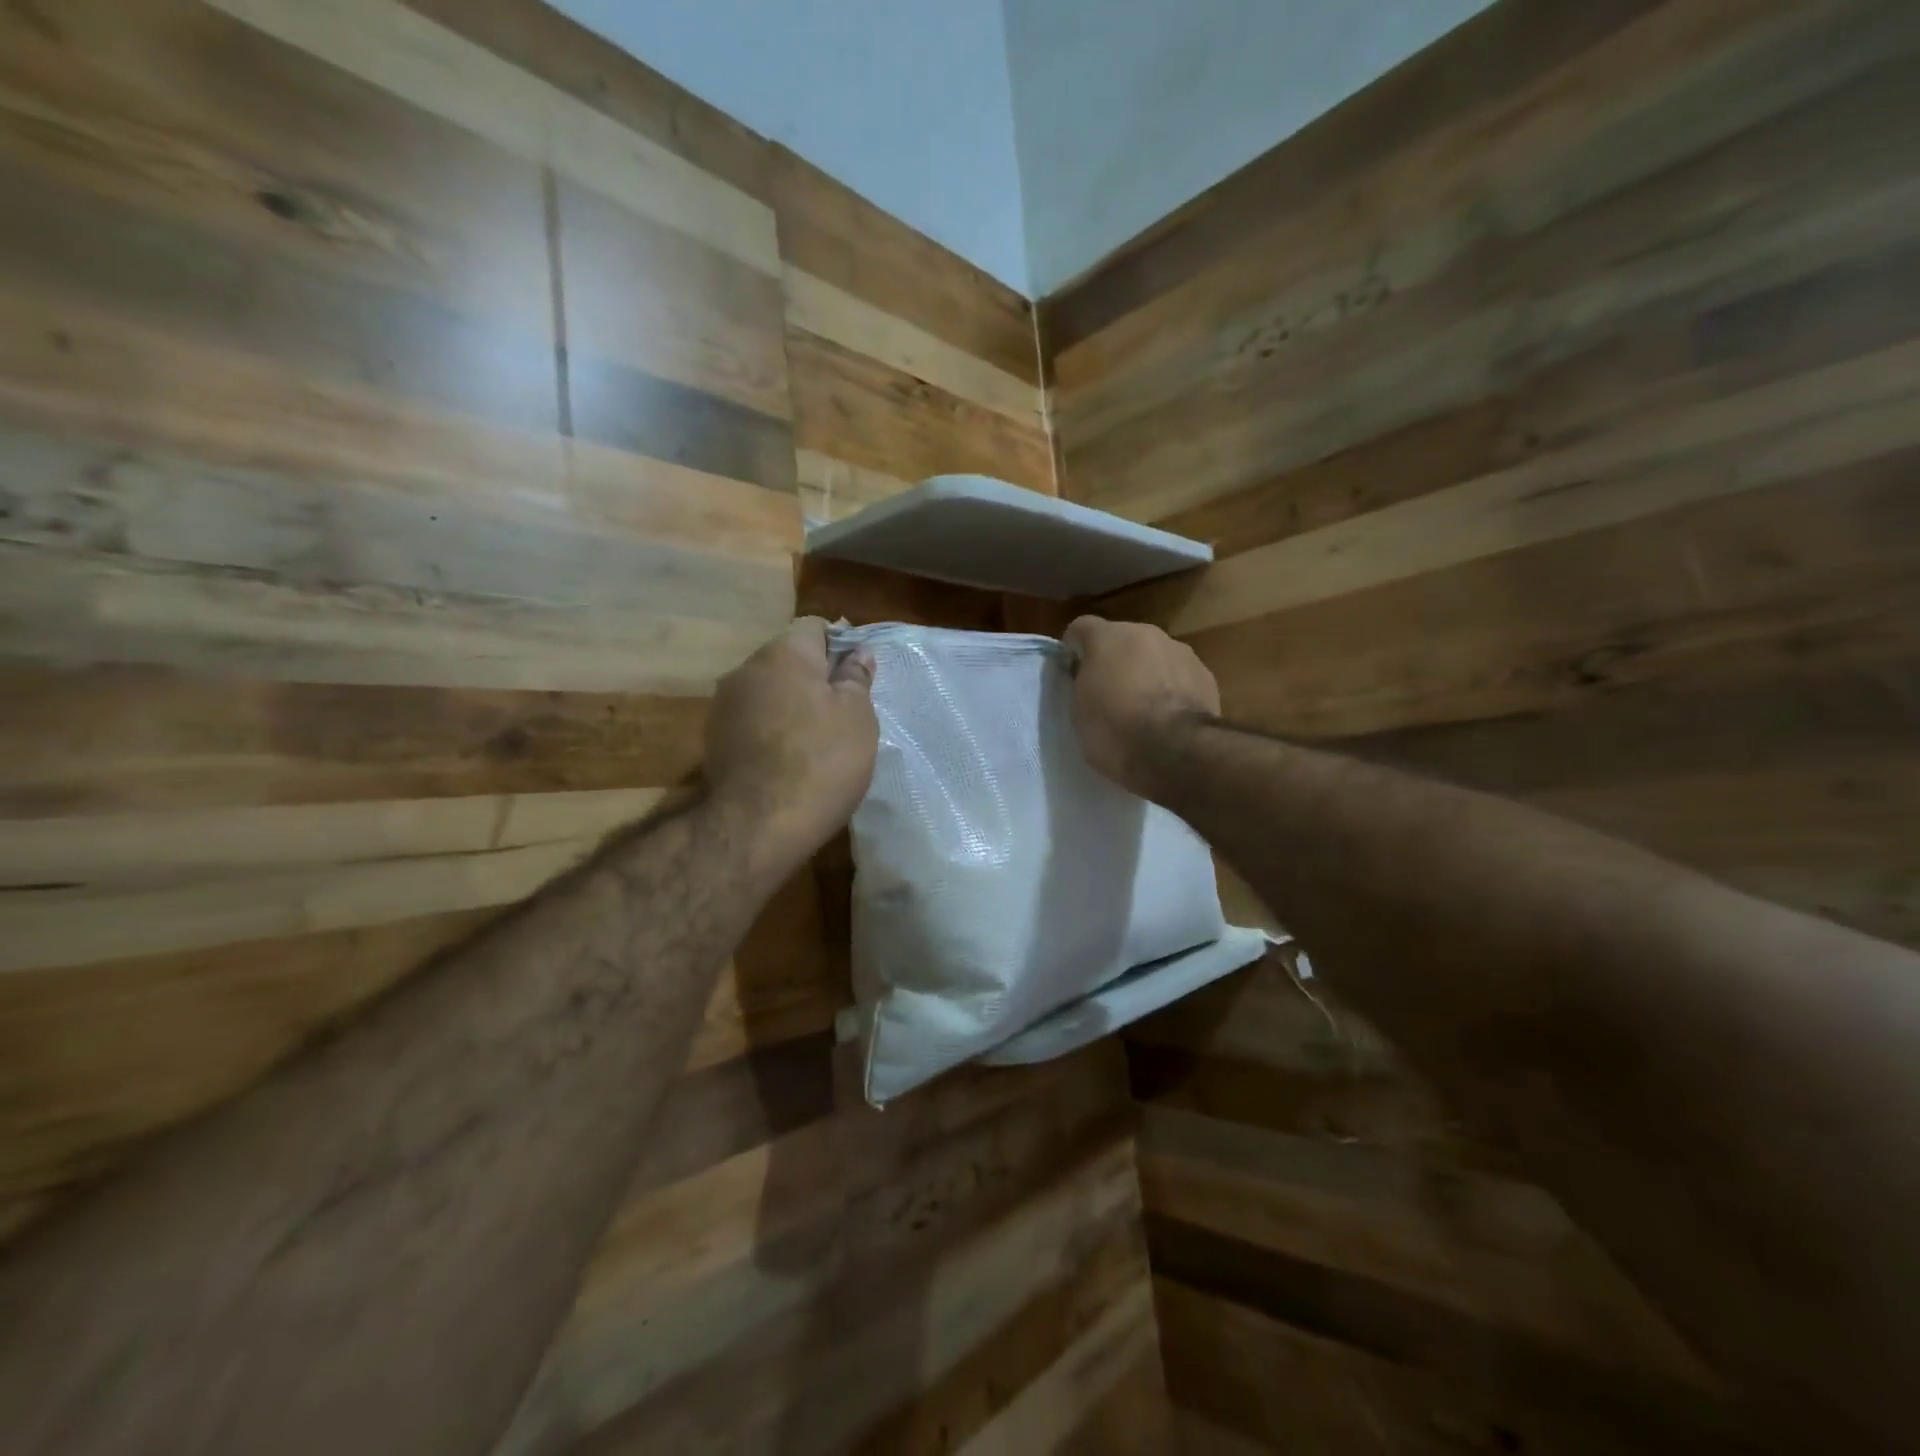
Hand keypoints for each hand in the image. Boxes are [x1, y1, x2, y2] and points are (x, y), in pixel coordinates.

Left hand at [704, 617, 877, 872]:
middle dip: (815, 678)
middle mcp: (746, 669)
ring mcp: (724, 705)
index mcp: (784, 654)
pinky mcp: (714, 739)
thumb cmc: (821, 762)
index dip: (841, 645)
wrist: (758, 826)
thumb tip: (857, 653)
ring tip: (818, 740)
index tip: (858, 677)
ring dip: (792, 705)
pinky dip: (772, 729)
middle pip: (788, 659)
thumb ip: (856, 678)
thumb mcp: (857, 717)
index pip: (815, 627)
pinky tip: (790, 759)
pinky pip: (753, 720)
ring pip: (769, 691)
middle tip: (845, 712)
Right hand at [1062, 616, 1218, 799]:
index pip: (1081, 628)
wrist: (1175, 751)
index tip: (1073, 676)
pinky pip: (1179, 675)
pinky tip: (1169, 717)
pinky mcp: (1205, 674)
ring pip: (1154, 655)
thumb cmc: (1115, 730)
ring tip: (1144, 708)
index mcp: (1107, 637)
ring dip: (1146, 672)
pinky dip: (1172, 689)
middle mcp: (1145, 633)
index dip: (1074, 650)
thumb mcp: (1078, 709)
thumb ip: (1083, 682)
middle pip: (1122, 639)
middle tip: (1109, 694)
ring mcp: (1180, 651)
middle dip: (1114, 660)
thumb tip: (1090, 676)